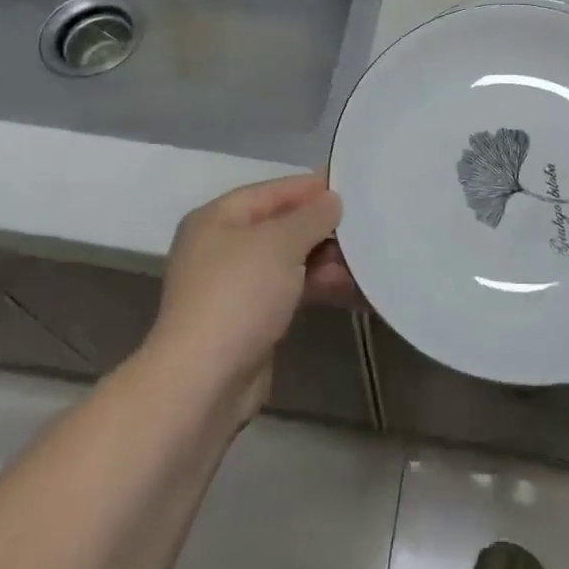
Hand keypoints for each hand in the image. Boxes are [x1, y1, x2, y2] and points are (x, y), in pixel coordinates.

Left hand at [147, 173, 354, 421]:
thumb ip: (312, 216)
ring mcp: (233, 286)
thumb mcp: (281, 243)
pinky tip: (347, 289)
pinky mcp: (247, 321)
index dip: (311, 187)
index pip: (272, 191)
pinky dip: (314, 286)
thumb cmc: (238, 295)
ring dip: (323, 260)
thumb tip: (332, 200)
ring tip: (363, 263)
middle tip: (365, 227)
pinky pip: (288, 290)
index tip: (352, 185)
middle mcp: (221, 247)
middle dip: (321, 228)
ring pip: (287, 261)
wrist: (203, 383)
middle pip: (280, 226)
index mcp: (217, 218)